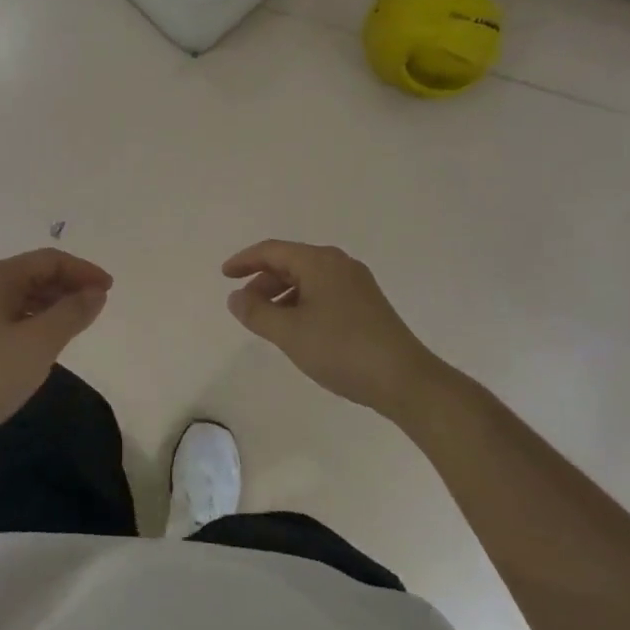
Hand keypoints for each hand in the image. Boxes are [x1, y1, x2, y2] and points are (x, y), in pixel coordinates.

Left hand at [0, 249, 112, 439]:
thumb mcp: (40, 342)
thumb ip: (72, 312)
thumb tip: (96, 292)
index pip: (47, 260)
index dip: (82, 271)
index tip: (109, 289)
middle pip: (32, 273)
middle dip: (67, 286)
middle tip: (97, 307)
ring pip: (19, 295)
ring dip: (51, 303)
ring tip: (77, 323)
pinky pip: (7, 314)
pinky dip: (33, 319)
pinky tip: (46, 339)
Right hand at [222, 240, 442, 414]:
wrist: (404, 379)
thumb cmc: (342, 350)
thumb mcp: (290, 333)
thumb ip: (257, 313)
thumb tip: (236, 297)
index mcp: (319, 262)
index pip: (272, 250)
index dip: (244, 261)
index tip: (224, 275)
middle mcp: (339, 264)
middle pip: (291, 262)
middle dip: (263, 280)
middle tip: (244, 305)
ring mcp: (356, 283)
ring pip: (308, 279)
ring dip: (282, 294)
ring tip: (267, 321)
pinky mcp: (366, 303)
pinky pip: (323, 292)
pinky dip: (302, 303)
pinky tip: (297, 329)